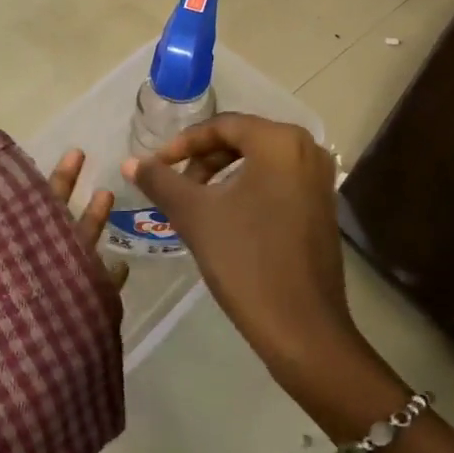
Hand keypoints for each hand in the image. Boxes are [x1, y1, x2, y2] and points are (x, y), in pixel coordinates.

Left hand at [0, 147, 123, 452]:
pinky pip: (87, 317)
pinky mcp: (57, 354)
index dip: (16, 197)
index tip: (27, 163)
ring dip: (87, 232)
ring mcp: (36, 325)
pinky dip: (104, 292)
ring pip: (69, 267)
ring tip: (105, 196)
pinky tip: (117, 266)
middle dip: (59, 197)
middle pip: (40, 238)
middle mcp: (10, 298)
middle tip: (79, 158)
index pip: (2, 230)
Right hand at [124, 115, 356, 377]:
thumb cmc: (245, 260)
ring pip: (259, 163)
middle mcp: (307, 149)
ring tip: (194, 204)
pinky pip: (277, 182)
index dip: (183, 144)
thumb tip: (130, 162)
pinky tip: (225, 219)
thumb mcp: (195, 215)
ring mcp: (320, 179)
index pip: (222, 126)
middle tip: (174, 186)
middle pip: (242, 141)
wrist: (301, 326)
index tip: (156, 166)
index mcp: (280, 141)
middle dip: (202, 160)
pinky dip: (247, 190)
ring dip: (222, 176)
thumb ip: (160, 181)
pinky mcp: (323, 206)